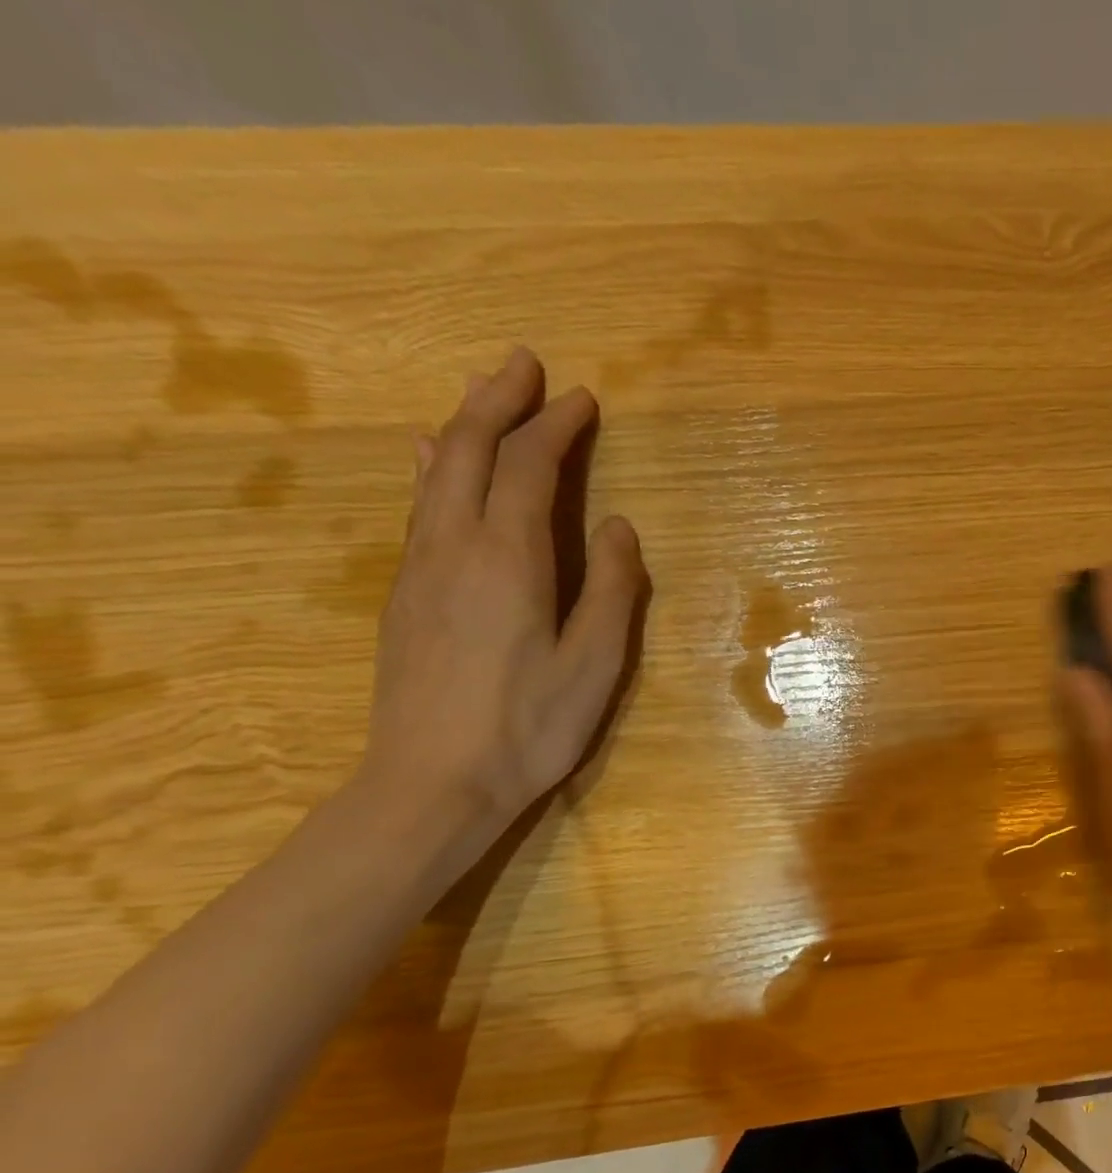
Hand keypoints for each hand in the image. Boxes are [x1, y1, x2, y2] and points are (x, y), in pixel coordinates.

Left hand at [359, 347, 647, 837]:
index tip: (581, 398)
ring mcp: (420, 569)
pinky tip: (425, 457)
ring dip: (462, 424)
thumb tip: (619, 525)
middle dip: (498, 401)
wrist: (432, 782)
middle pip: (466, 450)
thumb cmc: (529, 726)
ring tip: (484, 392)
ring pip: (434, 473)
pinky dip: (431, 467)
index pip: (527, 469)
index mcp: (508, 560)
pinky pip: (419, 506)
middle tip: (525, 363)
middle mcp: (454, 547)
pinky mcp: (405, 595)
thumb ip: (613, 589)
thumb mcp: (596, 664)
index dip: (555, 428)